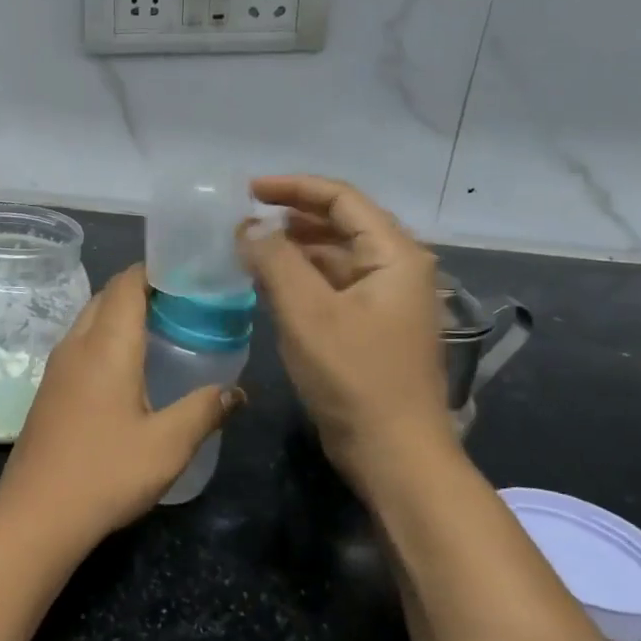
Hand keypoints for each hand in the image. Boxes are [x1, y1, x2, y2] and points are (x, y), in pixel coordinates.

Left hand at [0, 265, 241, 543]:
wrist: (38, 513)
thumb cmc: (106, 472)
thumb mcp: (168, 445)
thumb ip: (205, 410)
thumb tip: (237, 391)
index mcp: (107, 345)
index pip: (127, 283)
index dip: (156, 270)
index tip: (189, 275)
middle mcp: (77, 344)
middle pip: (107, 296)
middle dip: (142, 289)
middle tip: (183, 304)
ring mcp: (57, 366)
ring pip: (90, 319)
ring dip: (121, 314)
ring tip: (162, 331)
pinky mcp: (48, 388)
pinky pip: (80, 344)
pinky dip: (106, 338)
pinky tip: (128, 369)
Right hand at [241, 176, 453, 480]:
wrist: (393, 452)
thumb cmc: (354, 377)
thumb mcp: (307, 312)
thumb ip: (275, 260)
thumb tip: (250, 226)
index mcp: (393, 255)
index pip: (342, 199)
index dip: (294, 188)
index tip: (248, 190)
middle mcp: (396, 269)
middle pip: (341, 224)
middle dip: (292, 217)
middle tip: (245, 220)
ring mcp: (385, 301)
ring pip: (335, 257)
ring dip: (294, 248)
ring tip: (249, 249)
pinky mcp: (371, 328)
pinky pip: (333, 287)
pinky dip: (301, 279)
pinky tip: (270, 285)